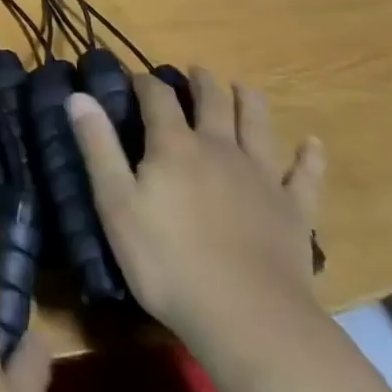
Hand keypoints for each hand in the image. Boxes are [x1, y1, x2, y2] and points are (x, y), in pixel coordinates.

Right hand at [67, 67, 325, 352]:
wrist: (248, 318)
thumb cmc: (168, 262)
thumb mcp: (116, 204)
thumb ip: (98, 147)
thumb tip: (78, 95)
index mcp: (175, 145)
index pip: (158, 97)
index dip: (145, 83)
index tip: (136, 79)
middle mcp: (220, 148)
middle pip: (213, 101)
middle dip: (201, 82)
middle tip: (193, 73)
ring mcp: (261, 177)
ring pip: (257, 125)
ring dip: (249, 101)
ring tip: (242, 88)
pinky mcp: (294, 210)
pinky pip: (305, 176)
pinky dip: (309, 156)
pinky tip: (312, 144)